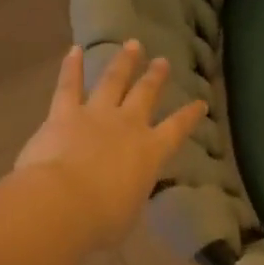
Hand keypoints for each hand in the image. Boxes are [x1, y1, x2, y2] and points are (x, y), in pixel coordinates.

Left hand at [14, 41, 208, 249]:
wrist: (63, 203)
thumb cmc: (102, 219)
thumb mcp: (128, 211)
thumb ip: (130, 194)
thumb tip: (126, 190)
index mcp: (151, 153)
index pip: (176, 130)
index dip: (189, 116)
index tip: (200, 103)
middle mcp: (128, 126)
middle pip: (145, 95)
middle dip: (155, 78)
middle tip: (162, 61)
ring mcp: (96, 115)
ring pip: (113, 81)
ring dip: (123, 62)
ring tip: (132, 45)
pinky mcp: (63, 113)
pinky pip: (68, 85)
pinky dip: (71, 67)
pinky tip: (73, 49)